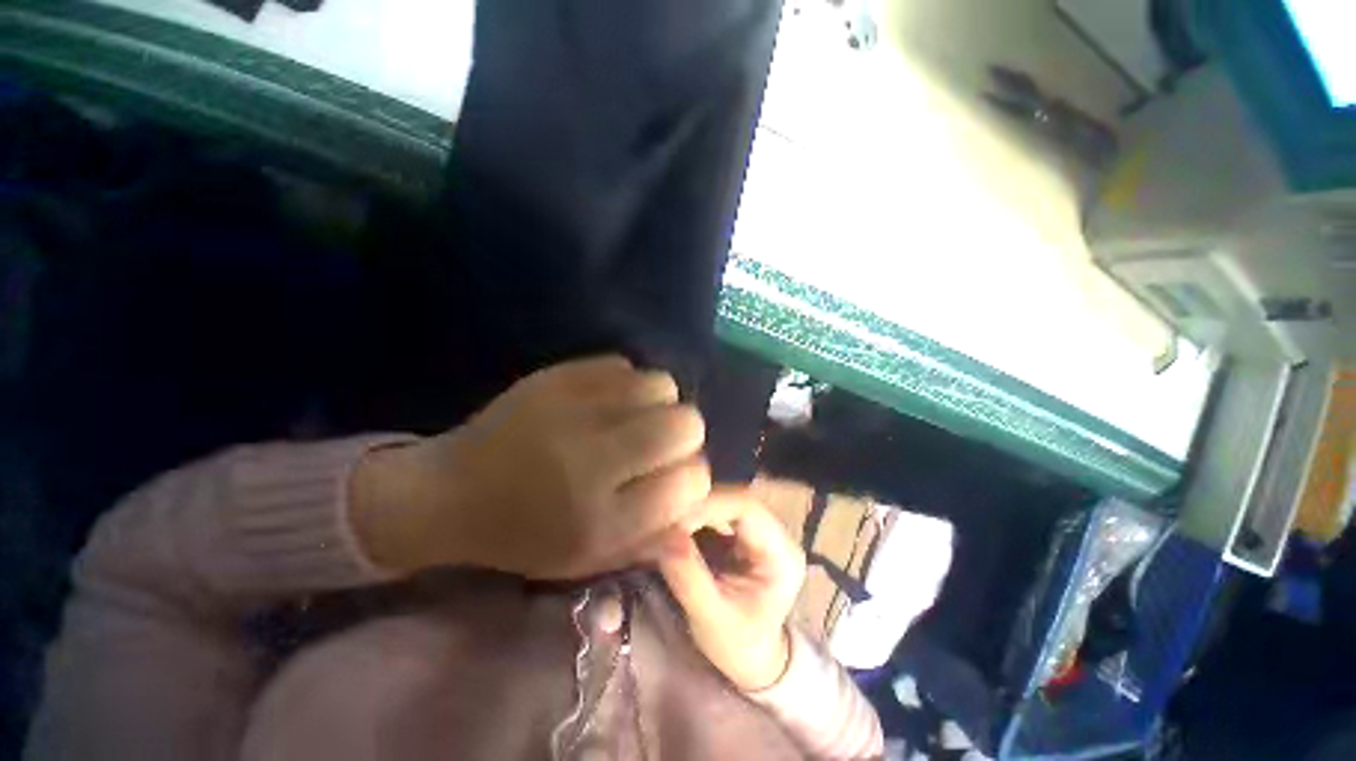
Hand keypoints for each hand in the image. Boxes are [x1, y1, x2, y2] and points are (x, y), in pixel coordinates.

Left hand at [351, 356, 711, 579]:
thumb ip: (649, 539)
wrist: (450, 492)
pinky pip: (625, 364)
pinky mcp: (558, 377)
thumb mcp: (587, 558)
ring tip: (633, 418)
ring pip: (663, 386)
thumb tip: (697, 513)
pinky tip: (607, 401)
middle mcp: (594, 461)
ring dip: (660, 403)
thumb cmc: (524, 535)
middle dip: (685, 434)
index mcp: (603, 519)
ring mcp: (574, 410)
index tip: (674, 477)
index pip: (691, 481)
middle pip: (686, 424)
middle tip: (658, 443)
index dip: (692, 476)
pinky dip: (628, 383)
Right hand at [657, 488, 806, 691]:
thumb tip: (665, 536)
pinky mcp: (739, 532)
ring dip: (692, 509)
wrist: (751, 659)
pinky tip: (672, 529)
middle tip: (663, 522)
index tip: (673, 523)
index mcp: (781, 553)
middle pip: (734, 498)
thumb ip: (689, 579)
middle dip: (697, 506)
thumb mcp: (712, 620)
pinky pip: (714, 512)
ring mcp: (757, 529)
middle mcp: (774, 532)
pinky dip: (691, 517)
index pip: (746, 507)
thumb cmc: (738, 646)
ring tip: (664, 526)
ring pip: (723, 500)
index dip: (709, 506)